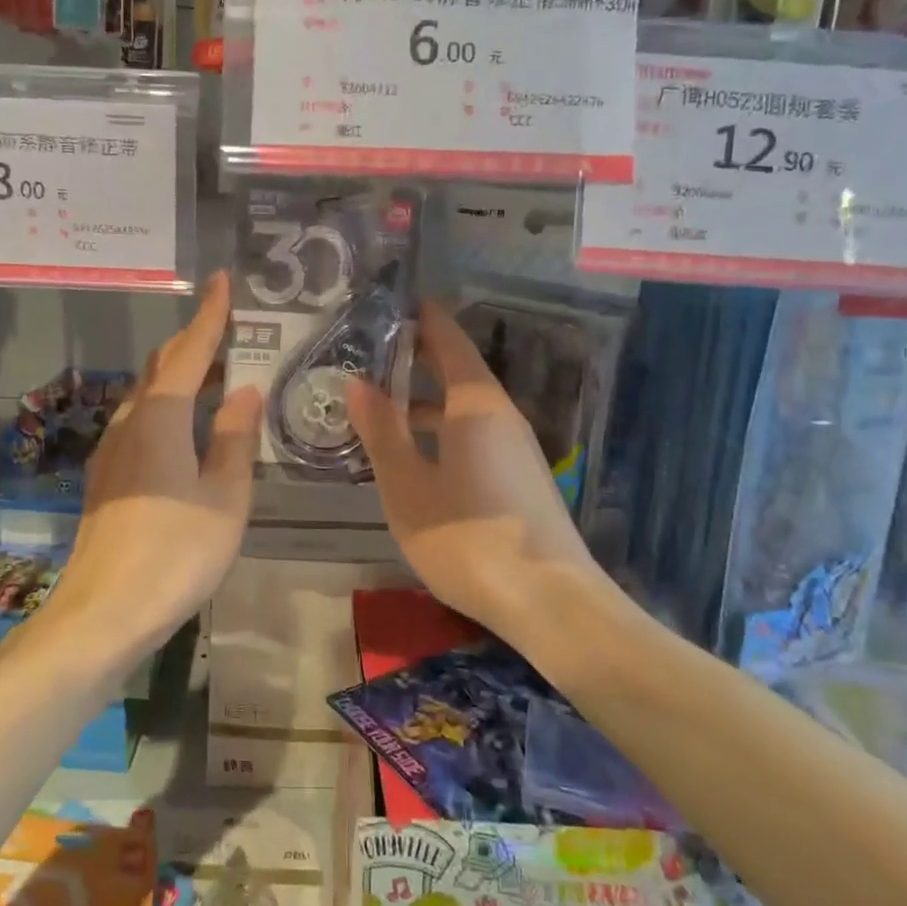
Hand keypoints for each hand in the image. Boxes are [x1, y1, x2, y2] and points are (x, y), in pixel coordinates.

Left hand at [41, 272, 262, 660]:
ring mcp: (112, 451)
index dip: (209, 315)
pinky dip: (168, 406)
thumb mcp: (225, 496)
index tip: (221, 281)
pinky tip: (186, 427)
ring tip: (217, 375)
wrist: (103, 613)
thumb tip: (246, 391)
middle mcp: (129, 422)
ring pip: (148, 394)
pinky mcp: (107, 477)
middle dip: (194, 342)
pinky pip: (140, 421)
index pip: (189, 351)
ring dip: (180, 375)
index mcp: (160, 417)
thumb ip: (235, 438)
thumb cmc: (175, 552)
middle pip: (163, 366)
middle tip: (230, 329)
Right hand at [347, 301, 604, 644]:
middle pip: (458, 371)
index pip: (450, 342)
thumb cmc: (468, 538)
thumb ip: (382, 432)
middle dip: (417, 358)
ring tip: (379, 404)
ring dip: (425, 400)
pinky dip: (440, 429)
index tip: (392, 304)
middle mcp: (500, 415)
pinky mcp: (518, 477)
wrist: (549, 602)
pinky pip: (473, 434)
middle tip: (369, 353)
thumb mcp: (408, 487)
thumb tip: (357, 383)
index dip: (423, 320)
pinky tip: (413, 453)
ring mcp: (514, 448)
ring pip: (463, 407)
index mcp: (475, 405)